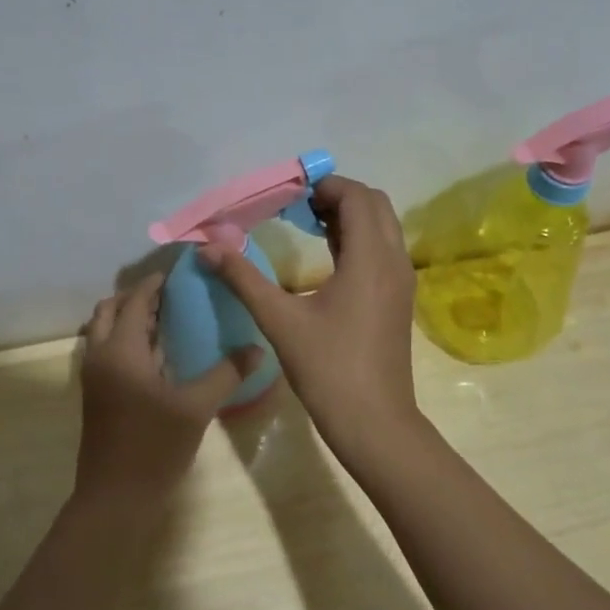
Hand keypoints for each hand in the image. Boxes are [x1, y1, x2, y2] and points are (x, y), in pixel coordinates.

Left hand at [75, 273, 261, 508]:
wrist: (115, 499)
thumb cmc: (153, 447)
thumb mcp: (196, 408)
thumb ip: (226, 373)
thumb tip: (257, 348)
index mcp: (120, 350)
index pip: (135, 300)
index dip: (155, 283)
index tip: (181, 272)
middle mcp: (100, 356)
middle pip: (110, 310)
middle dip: (138, 297)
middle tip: (173, 295)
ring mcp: (94, 377)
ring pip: (104, 331)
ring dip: (129, 318)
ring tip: (168, 318)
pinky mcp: (97, 395)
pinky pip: (108, 351)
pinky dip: (126, 341)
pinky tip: (159, 354)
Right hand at [199, 175, 419, 450]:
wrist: (374, 422)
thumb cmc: (328, 369)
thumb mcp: (279, 321)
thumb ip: (243, 278)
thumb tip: (208, 248)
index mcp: (370, 258)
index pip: (357, 197)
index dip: (325, 186)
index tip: (290, 194)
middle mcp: (394, 261)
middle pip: (375, 205)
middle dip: (338, 197)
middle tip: (298, 208)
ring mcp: (401, 281)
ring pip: (383, 228)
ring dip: (350, 217)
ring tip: (308, 225)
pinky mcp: (399, 300)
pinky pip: (384, 250)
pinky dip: (359, 240)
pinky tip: (328, 258)